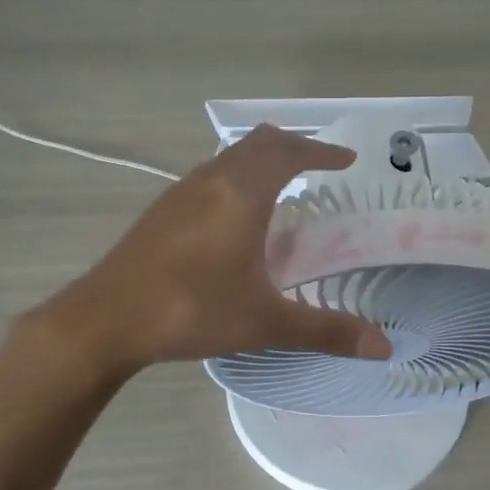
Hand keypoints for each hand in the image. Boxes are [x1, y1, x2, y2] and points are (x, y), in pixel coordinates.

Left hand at [51, 126, 394, 375]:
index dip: (321, 152)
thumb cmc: (191, 311)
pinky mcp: (162, 208)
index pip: (289, 153)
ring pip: (230, 155)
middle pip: (260, 143)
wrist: (105, 319)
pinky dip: (237, 174)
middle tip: (320, 165)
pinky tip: (237, 214)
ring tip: (284, 184)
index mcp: (242, 194)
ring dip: (262, 158)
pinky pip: (211, 173)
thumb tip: (384, 347)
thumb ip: (327, 330)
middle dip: (294, 147)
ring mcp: (182, 191)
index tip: (346, 160)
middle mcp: (212, 180)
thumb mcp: (265, 322)